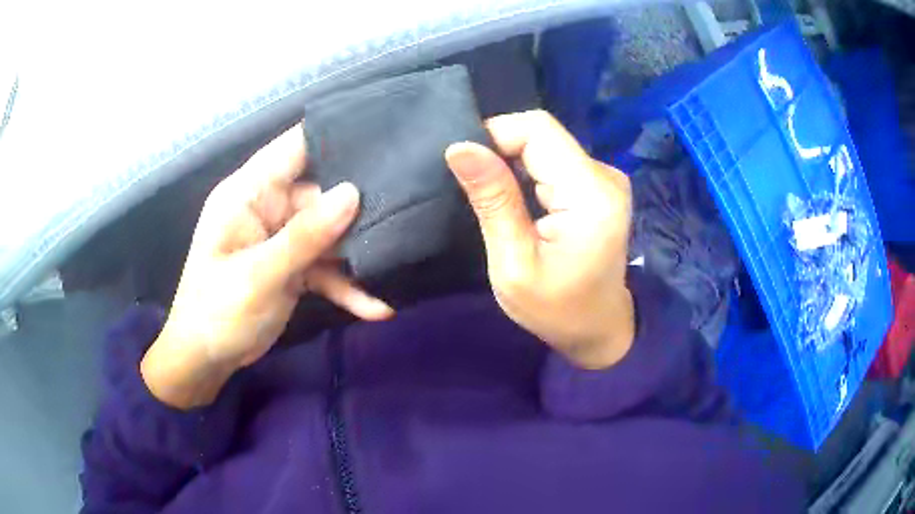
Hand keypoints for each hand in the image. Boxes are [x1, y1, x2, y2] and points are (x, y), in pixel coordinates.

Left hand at [142, 126, 392, 408]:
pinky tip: (376, 307)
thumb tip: (353, 193)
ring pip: (328, 234)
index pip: (293, 148)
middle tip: (406, 210)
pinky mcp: (292, 268)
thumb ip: (304, 235)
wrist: (207, 360)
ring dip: (356, 254)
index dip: (333, 136)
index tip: (383, 136)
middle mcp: (267, 209)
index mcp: (248, 194)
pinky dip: (346, 286)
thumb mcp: (258, 275)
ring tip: (397, 264)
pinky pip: (325, 268)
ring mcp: (281, 240)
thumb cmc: (217, 312)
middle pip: (320, 194)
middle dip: (356, 207)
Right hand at [445, 111, 633, 368]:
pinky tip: (518, 200)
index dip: (495, 134)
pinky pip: (556, 159)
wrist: (598, 329)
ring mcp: (606, 178)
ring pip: (547, 144)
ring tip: (495, 199)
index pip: (538, 129)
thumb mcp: (513, 264)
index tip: (466, 166)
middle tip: (476, 190)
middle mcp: (605, 176)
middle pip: (543, 134)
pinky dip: (529, 171)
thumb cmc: (556, 309)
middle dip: (501, 151)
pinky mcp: (600, 185)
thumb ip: (492, 200)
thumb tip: (460, 147)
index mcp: (590, 195)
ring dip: (513, 163)